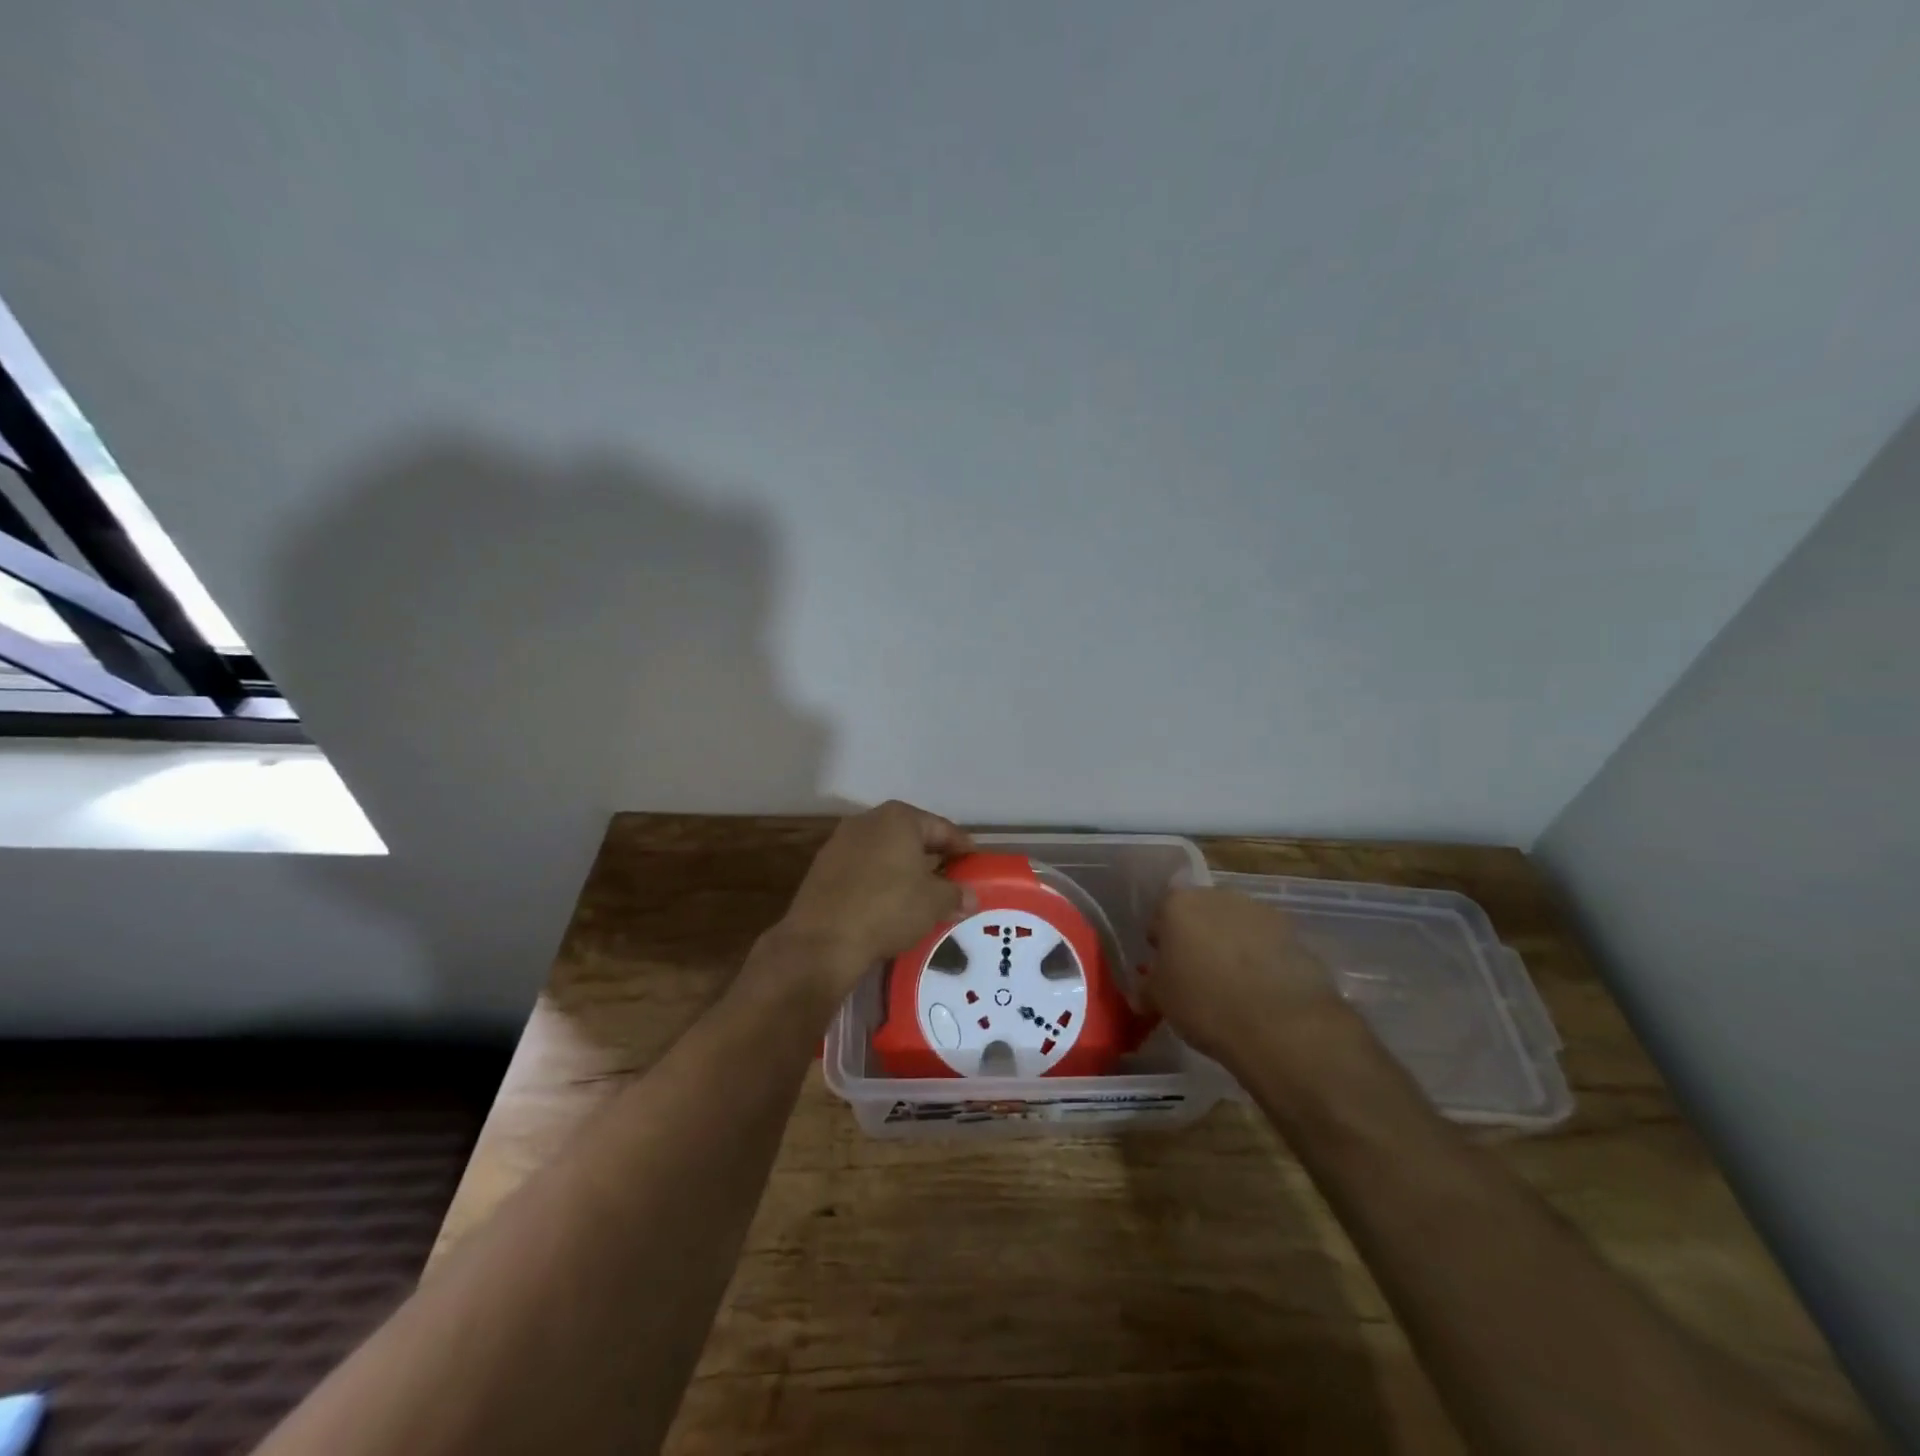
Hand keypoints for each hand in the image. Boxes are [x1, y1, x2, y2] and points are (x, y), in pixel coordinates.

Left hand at [768, 800, 977, 1005]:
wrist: (822, 941)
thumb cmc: (888, 908)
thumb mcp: (934, 903)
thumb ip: (956, 894)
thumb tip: (969, 897)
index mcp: (899, 818)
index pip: (942, 828)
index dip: (962, 847)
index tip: (975, 863)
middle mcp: (868, 820)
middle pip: (911, 836)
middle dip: (932, 856)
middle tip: (952, 878)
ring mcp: (840, 842)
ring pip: (885, 852)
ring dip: (904, 869)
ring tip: (921, 894)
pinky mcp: (823, 868)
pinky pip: (863, 869)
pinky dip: (880, 881)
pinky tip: (888, 903)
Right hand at [1148, 887, 1348, 1065]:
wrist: (1280, 1024)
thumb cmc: (1205, 1004)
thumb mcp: (1160, 1000)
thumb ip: (1149, 986)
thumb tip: (1145, 990)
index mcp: (1177, 904)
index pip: (1160, 917)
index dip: (1161, 945)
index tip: (1165, 971)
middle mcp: (1217, 896)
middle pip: (1199, 915)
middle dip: (1197, 939)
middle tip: (1198, 977)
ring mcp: (1258, 911)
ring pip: (1234, 926)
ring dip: (1231, 946)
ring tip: (1234, 987)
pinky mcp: (1293, 932)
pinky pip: (1266, 943)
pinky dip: (1261, 959)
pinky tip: (1262, 991)